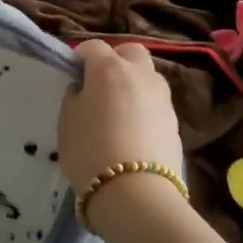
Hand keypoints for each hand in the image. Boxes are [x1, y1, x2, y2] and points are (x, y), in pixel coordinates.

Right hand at [58, 40, 185, 199]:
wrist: (137, 196)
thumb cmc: (91, 151)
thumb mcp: (67, 120)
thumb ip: (75, 96)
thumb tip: (84, 90)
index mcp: (110, 68)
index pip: (93, 47)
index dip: (81, 57)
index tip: (73, 75)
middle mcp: (140, 75)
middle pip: (131, 52)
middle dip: (117, 60)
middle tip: (101, 84)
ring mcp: (162, 98)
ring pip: (148, 78)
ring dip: (134, 85)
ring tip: (119, 111)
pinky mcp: (175, 124)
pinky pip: (156, 105)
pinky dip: (145, 110)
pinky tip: (134, 133)